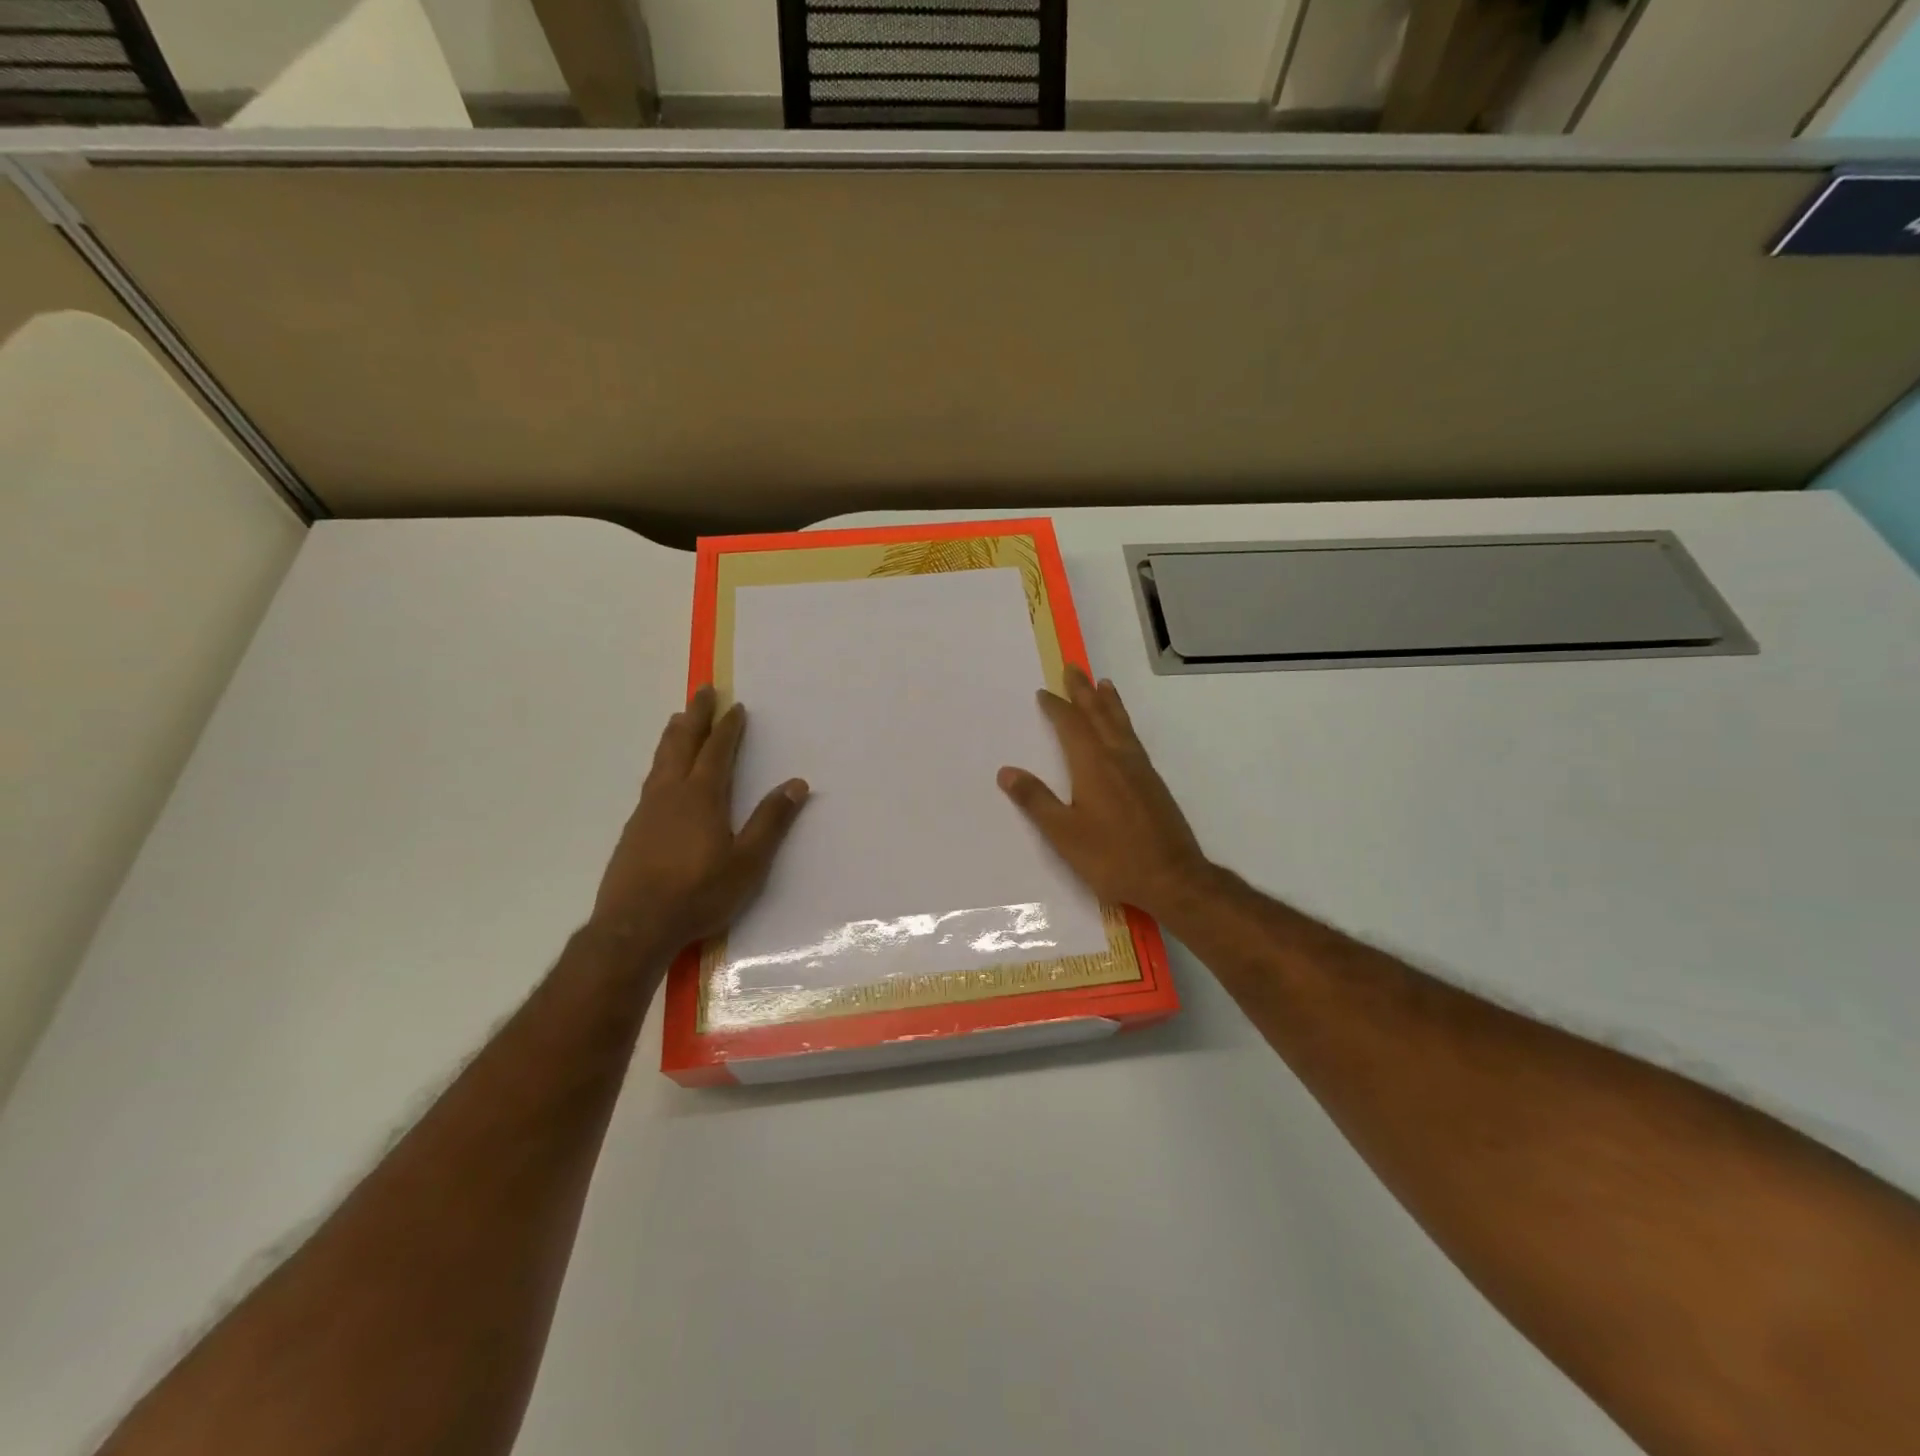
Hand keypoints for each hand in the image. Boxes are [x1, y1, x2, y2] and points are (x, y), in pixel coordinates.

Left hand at [592, 686, 808, 951]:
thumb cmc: (699, 893)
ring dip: (674, 736)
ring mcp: (647, 810)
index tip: (735, 706)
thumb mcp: (748, 862)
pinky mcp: (633, 829)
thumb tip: (796, 783)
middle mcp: (671, 794)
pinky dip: (661, 763)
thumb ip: (771, 821)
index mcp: (702, 797)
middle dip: (695, 716)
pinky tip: (662, 775)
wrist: (635, 926)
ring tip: (678, 720)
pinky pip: (651, 781)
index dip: (728, 728)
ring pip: (661, 760)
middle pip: (683, 744)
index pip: (717, 751)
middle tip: (702, 692)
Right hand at [998, 668, 1213, 920]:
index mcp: (1093, 765)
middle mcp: (1118, 758)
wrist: (1172, 878)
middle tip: (1073, 668)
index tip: (1044, 692)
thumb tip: (1006, 772)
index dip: (1056, 708)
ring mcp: (1140, 769)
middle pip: (1099, 715)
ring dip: (1108, 702)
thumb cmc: (1112, 857)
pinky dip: (1123, 722)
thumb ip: (1036, 800)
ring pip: (1120, 724)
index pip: (1071, 726)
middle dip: (1084, 691)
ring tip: (1103, 684)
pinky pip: (1133, 738)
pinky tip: (1122, 731)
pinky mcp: (1153, 783)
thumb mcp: (1064, 833)